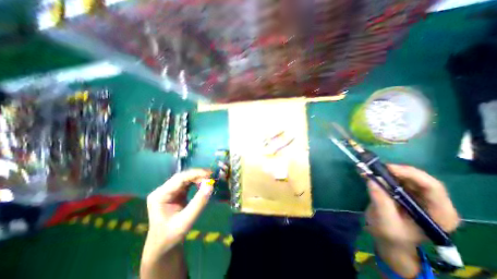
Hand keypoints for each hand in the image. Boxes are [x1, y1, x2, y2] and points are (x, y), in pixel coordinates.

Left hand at [144, 170, 212, 258]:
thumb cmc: (171, 236)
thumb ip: (199, 202)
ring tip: (210, 179)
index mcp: (160, 195)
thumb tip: (210, 185)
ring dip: (198, 178)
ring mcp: (169, 191)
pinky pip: (187, 183)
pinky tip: (204, 183)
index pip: (179, 179)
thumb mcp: (186, 221)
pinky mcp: (175, 193)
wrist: (163, 246)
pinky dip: (197, 182)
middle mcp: (163, 190)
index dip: (195, 174)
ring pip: (186, 179)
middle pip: (183, 177)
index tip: (209, 173)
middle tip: (212, 176)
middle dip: (198, 175)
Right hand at [366, 166, 459, 275]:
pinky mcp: (407, 192)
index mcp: (439, 214)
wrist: (390, 240)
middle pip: (419, 179)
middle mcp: (434, 202)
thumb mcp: (385, 222)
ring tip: (370, 171)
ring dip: (387, 172)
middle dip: (396, 171)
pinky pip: (396, 179)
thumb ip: (380, 201)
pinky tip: (371, 174)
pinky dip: (383, 175)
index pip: (432, 188)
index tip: (388, 168)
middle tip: (376, 168)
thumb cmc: (391, 235)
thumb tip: (371, 179)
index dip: (410, 174)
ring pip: (406, 176)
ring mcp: (420, 196)